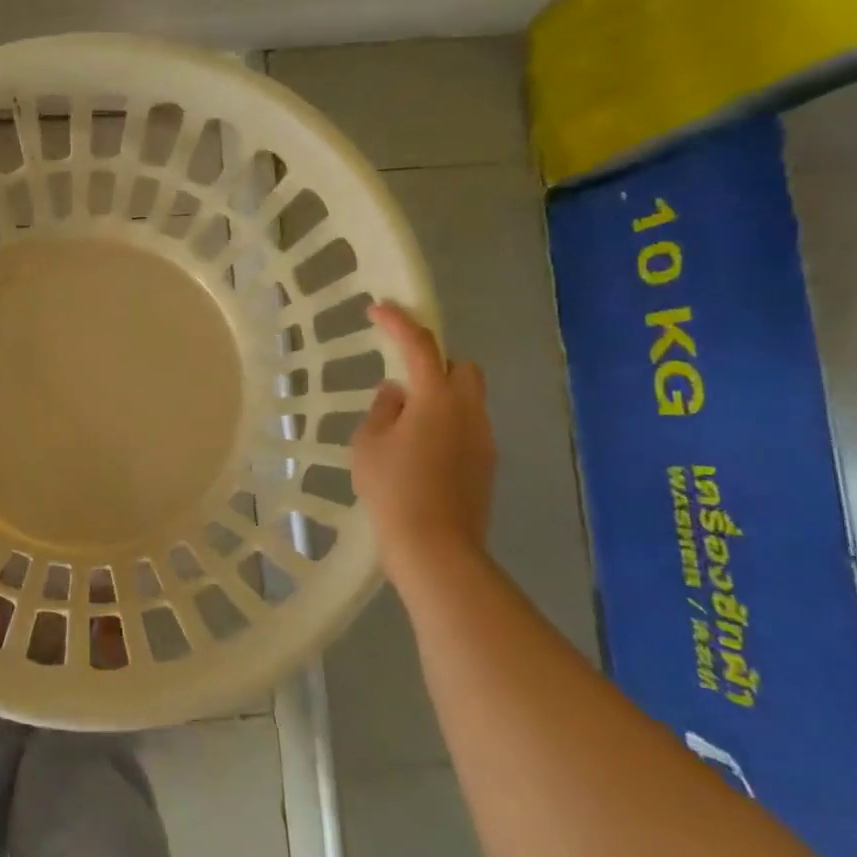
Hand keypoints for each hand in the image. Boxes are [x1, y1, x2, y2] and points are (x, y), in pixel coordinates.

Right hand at [351, 302, 495, 583]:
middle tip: (404, 382)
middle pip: (462, 367)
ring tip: (407, 426)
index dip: (398, 323)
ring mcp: (483, 439)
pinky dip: (448, 426)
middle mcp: (468, 411)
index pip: (419, 345)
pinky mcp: (487, 465)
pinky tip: (422, 454)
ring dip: (441, 398)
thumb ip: (382, 410)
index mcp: (436, 398)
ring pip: (468, 400)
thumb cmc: (393, 489)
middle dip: (435, 364)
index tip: (378, 309)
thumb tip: (397, 395)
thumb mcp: (369, 445)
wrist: (435, 547)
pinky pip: (468, 428)